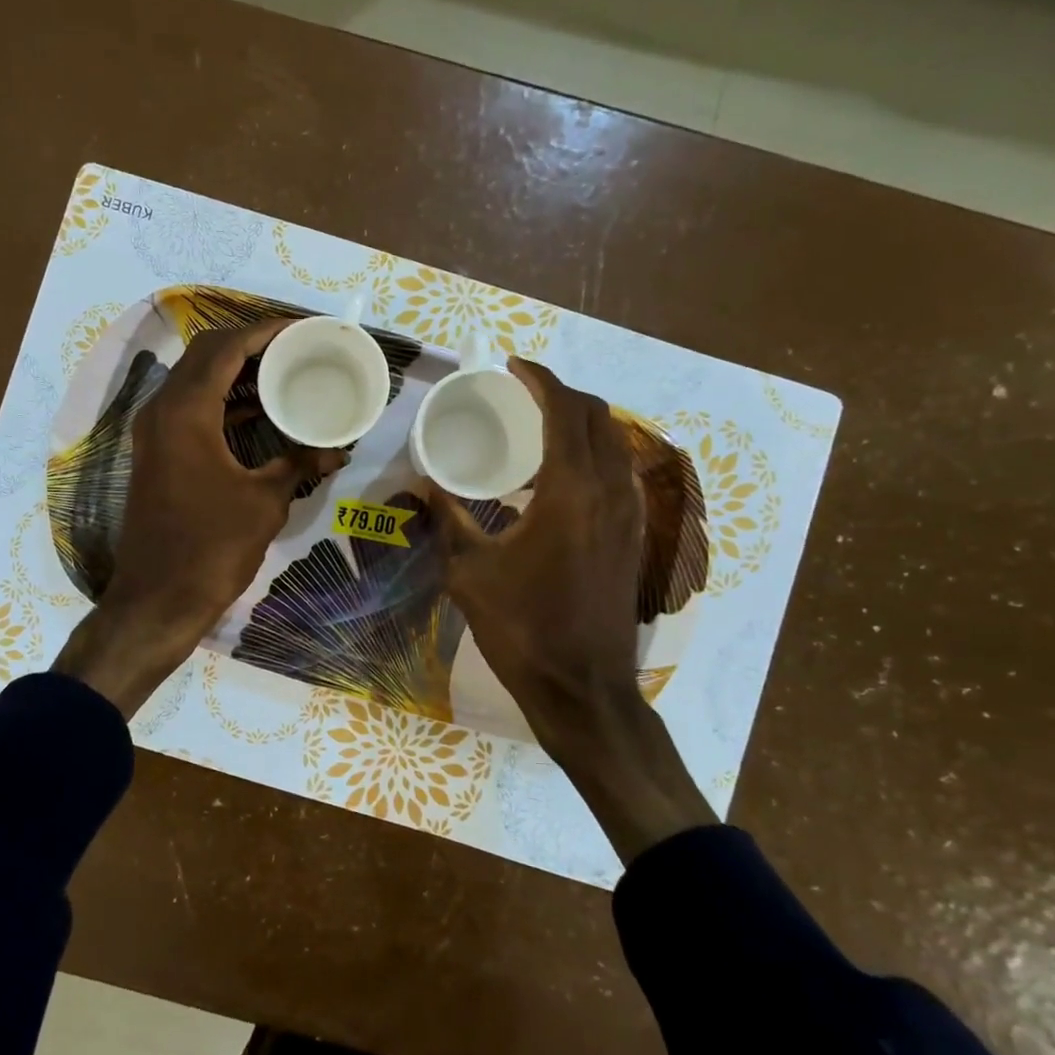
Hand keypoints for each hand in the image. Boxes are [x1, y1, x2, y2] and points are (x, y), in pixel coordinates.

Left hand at [53, 321, 345, 717]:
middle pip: (206, 355)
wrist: (157, 599)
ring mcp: (155, 432)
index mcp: (186, 411)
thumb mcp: (265, 501)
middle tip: (295, 349)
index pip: (226, 347)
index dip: (266, 331)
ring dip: (236, 373)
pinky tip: (260, 413)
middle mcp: (163, 410)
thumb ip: (299, 463)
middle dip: (251, 345)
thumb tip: (338, 449)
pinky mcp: (157, 454)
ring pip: (196, 381)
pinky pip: (191, 409)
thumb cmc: (212, 548)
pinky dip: (224, 402)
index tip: (303, 329)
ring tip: (284, 374)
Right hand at [428, 359, 715, 861]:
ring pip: (614, 442)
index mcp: (571, 488)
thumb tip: (421, 484)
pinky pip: (618, 472)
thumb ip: (446, 519)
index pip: (564, 408)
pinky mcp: (634, 536)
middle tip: (521, 394)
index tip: (512, 366)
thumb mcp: (470, 571)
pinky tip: (559, 477)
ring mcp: (629, 513)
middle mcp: (609, 489)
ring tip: (538, 428)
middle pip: (597, 416)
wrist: (583, 688)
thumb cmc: (523, 627)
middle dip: (561, 393)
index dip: (539, 378)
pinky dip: (592, 453)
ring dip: (581, 423)